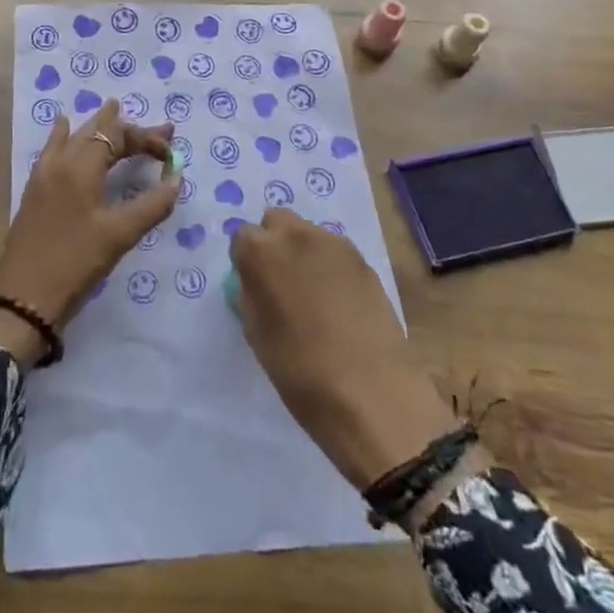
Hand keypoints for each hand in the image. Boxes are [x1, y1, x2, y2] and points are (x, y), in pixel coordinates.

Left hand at [0, 98, 179, 363]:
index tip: (171, 154)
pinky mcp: (35, 190)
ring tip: (114, 110)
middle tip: (160, 129)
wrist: (23, 297)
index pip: (118, 136)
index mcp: (81, 166)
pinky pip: (53, 148)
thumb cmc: (75, 263)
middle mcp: (60, 161)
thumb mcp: (120, 235)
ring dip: (99, 127)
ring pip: (74, 136)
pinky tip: (63, 126)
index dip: (147, 139)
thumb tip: (176, 177)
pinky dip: (66, 134)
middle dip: (129, 128)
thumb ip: (153, 204)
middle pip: (97, 132)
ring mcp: (43, 174)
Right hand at [230, 209, 454, 492]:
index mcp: (261, 252)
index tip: (253, 285)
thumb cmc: (299, 370)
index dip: (246, 261)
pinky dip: (330, 266)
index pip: (242, 237)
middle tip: (281, 281)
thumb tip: (258, 283)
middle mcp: (295, 235)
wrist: (370, 391)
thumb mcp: (257, 334)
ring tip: (313, 292)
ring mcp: (333, 244)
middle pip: (276, 221)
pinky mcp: (363, 260)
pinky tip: (339, 300)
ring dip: (303, 251)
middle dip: (274, 242)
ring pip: (308, 232)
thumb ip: (252, 295)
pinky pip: (335, 252)